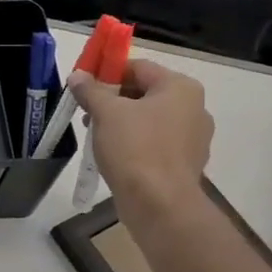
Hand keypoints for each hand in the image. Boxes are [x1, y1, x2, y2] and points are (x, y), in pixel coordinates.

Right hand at [73, 59, 214, 218]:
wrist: (159, 204)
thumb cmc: (135, 148)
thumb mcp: (106, 112)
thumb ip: (91, 90)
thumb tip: (78, 75)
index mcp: (180, 88)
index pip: (138, 67)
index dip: (107, 72)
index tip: (84, 84)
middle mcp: (193, 108)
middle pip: (144, 93)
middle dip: (111, 99)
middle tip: (85, 110)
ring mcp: (192, 138)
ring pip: (148, 119)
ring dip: (120, 122)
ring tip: (94, 134)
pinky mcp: (184, 162)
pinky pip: (154, 143)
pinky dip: (133, 143)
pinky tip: (112, 154)